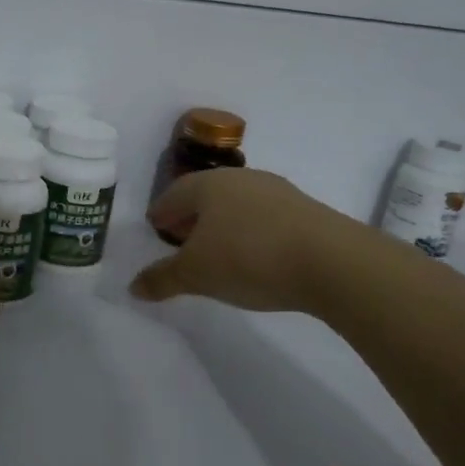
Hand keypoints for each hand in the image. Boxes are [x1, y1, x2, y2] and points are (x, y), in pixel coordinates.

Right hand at [131, 167, 349, 312]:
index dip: (161, 213)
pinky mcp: (305, 210)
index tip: (155, 228)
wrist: (331, 261)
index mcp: (208, 185)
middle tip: (181, 239)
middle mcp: (241, 178)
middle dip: (191, 217)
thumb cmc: (248, 258)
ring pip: (237, 204)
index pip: (174, 194)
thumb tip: (133, 286)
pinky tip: (254, 255)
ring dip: (222, 224)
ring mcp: (277, 191)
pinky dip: (250, 232)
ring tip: (217, 250)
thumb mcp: (196, 275)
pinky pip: (265, 218)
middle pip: (206, 195)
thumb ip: (162, 279)